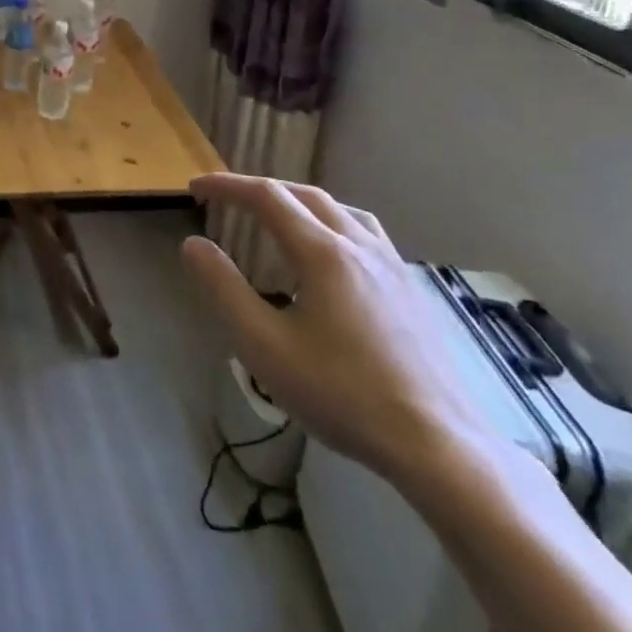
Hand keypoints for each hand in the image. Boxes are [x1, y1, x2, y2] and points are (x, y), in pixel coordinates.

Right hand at [181, 174, 491, 485]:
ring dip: (298, 201)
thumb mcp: (263, 344)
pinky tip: (329, 255)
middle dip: (259, 188)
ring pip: (341, 209)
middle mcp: (359, 246)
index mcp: (323, 252)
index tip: (194, 188)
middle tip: (225, 199)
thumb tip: (193, 244)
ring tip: (276, 215)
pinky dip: (331, 222)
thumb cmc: (341, 393)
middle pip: (304, 194)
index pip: (266, 196)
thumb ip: (223, 288)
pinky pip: (365, 233)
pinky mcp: (410, 290)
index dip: (226, 186)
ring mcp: (392, 266)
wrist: (438, 445)